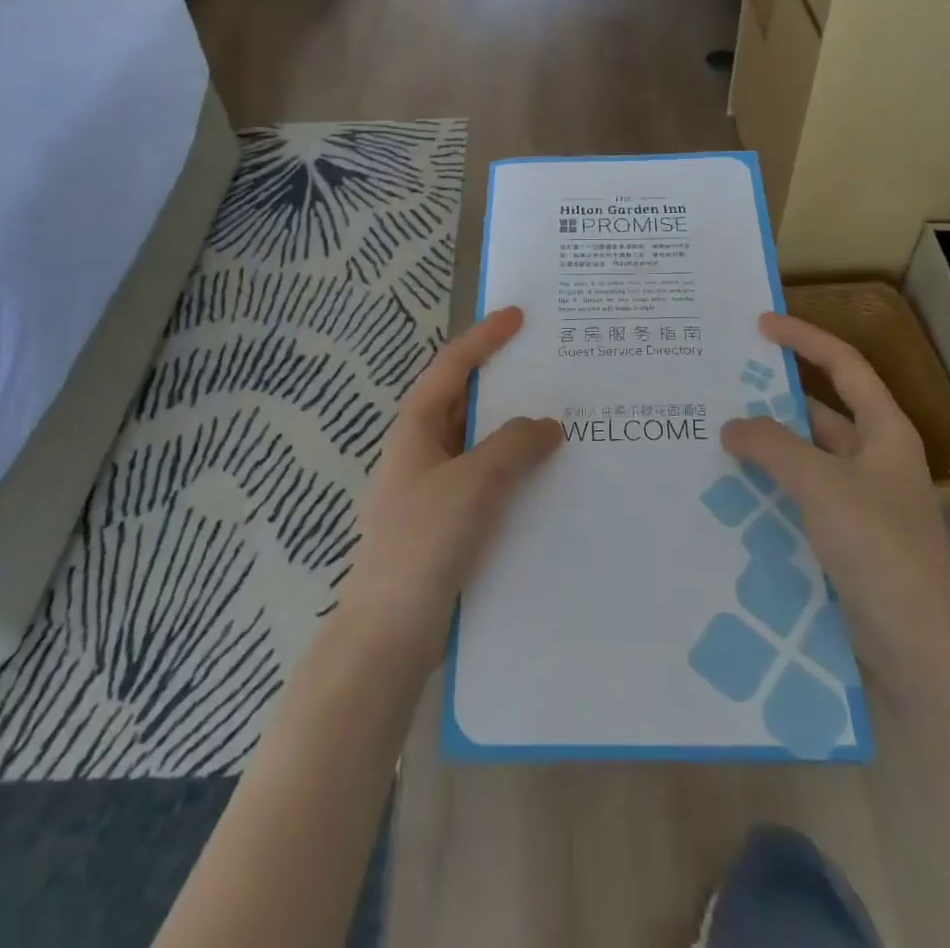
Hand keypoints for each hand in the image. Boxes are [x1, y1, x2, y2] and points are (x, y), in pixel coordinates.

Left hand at [335, 307, 561, 670]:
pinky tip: (547, 477)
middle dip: (504, 380)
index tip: (519, 315)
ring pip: (479, 442)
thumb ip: (513, 446)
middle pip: (465, 400)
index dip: (484, 337)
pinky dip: (514, 468)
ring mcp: (433, 487)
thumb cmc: (423, 543)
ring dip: (514, 428)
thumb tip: (548, 425)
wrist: (388, 634)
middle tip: (550, 364)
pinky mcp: (447, 521)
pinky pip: (487, 478)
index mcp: (416, 428)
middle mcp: (422, 450)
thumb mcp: (472, 484)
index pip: (452, 366)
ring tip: (561, 416)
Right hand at [721, 312, 949, 673]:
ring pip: (806, 458)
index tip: (760, 325)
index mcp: (885, 432)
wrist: (919, 648)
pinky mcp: (846, 537)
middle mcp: (876, 459)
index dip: (805, 338)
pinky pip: (801, 496)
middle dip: (774, 399)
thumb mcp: (821, 484)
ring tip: (715, 436)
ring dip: (768, 447)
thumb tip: (732, 425)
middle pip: (820, 411)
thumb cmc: (879, 548)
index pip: (844, 365)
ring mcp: (862, 500)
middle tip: (722, 387)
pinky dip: (770, 486)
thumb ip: (772, 446)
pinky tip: (732, 491)